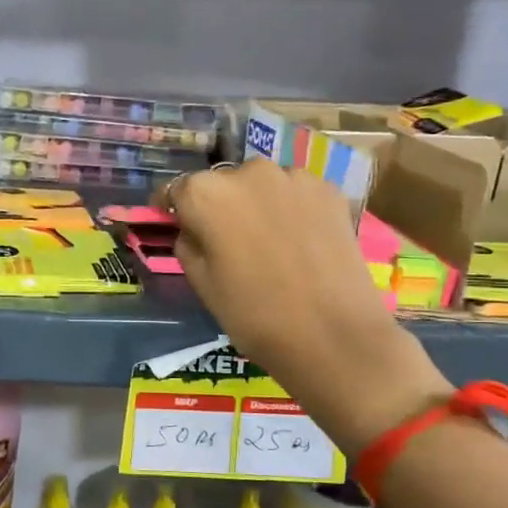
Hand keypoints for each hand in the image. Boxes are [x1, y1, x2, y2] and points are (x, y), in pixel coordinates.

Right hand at [169, 160, 451, 445]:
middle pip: (221, 184)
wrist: (333, 335)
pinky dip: (291, 209)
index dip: (173, 209)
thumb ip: (188, 242)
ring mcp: (292, 177)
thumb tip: (193, 228)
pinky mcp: (328, 190)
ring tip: (268, 243)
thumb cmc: (254, 315)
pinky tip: (299, 242)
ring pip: (261, 186)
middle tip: (227, 242)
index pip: (176, 190)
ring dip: (257, 204)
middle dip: (218, 206)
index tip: (175, 224)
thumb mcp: (201, 283)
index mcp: (205, 193)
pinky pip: (295, 193)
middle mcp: (247, 172)